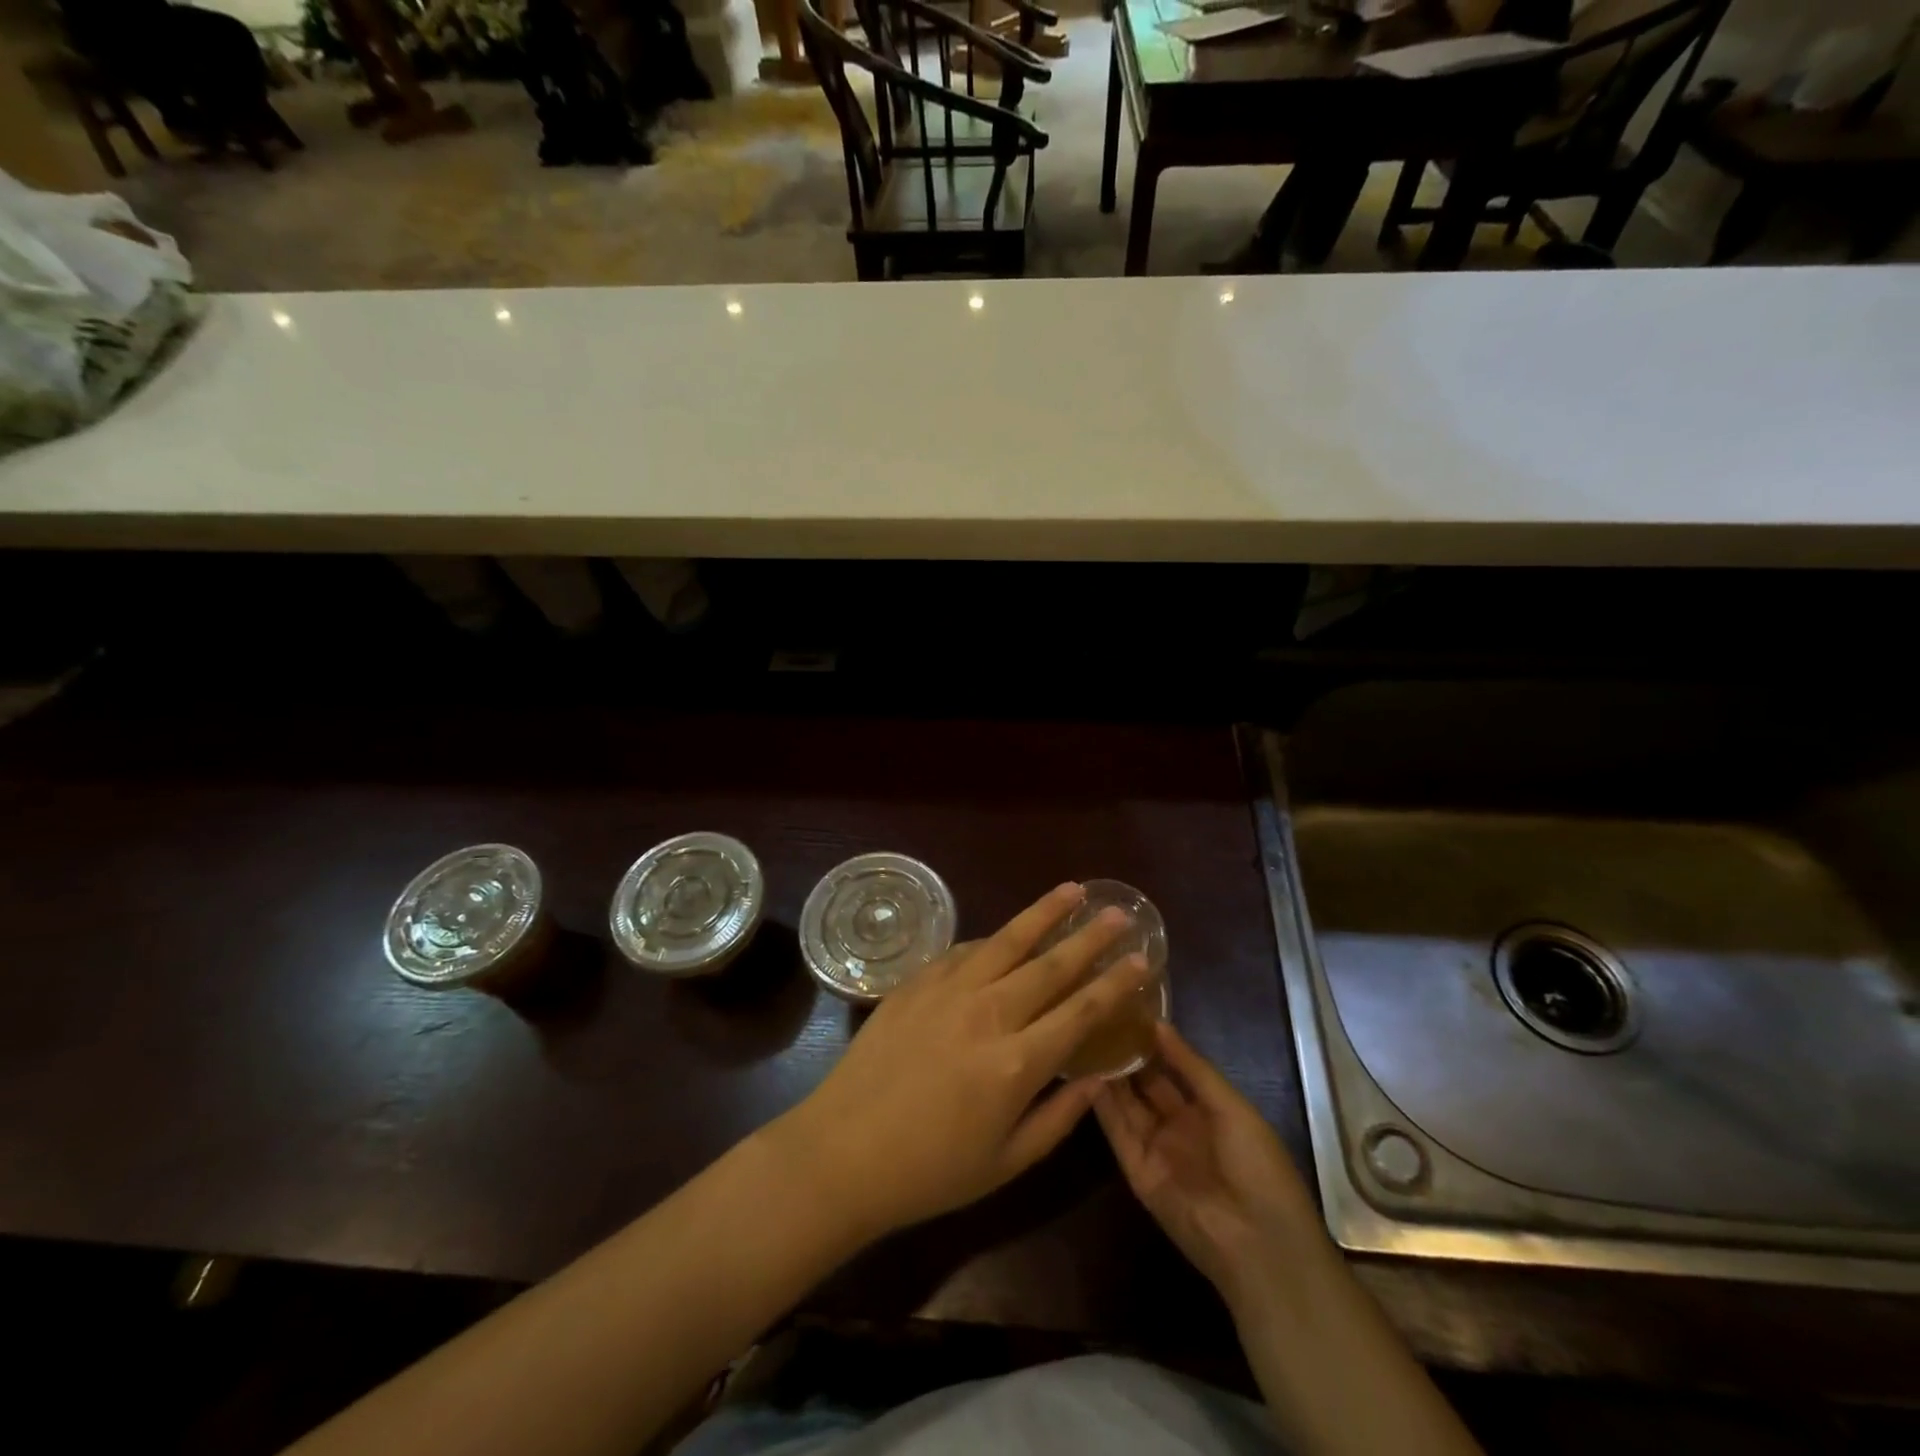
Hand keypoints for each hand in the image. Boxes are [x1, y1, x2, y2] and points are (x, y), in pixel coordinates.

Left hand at [770, 883, 1152, 1241]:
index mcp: (1016, 1063)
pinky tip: (1004, 935)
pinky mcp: (915, 982)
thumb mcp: (1006, 1162)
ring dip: (1044, 913)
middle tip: (1119, 913)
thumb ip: (1058, 1117)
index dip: (1117, 983)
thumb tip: (1097, 1076)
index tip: (1143, 958)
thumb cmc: (929, 1171)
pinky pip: (964, 951)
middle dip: (1090, 937)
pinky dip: (991, 940)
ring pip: (1007, 940)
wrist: (842, 1152)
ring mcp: (948, 991)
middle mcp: (989, 1013)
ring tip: (1073, 891)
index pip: (1082, 1011)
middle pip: (1051, 964)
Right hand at [1095, 1021, 1321, 1315]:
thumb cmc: (1258, 1166)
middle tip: (1096, 1019)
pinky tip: (1085, 1074)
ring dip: (1108, 1076)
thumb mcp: (1231, 1106)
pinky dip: (1102, 1106)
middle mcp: (1179, 1127)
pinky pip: (1117, 1133)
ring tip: (1083, 1037)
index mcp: (1209, 1111)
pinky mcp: (1137, 1172)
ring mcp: (1156, 1149)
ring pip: (1126, 1105)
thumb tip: (1158, 1024)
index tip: (1125, 1010)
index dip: (1152, 1043)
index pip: (1172, 1068)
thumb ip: (1191, 1066)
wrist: (1258, 1243)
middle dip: (1125, 1056)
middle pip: (1145, 1085)